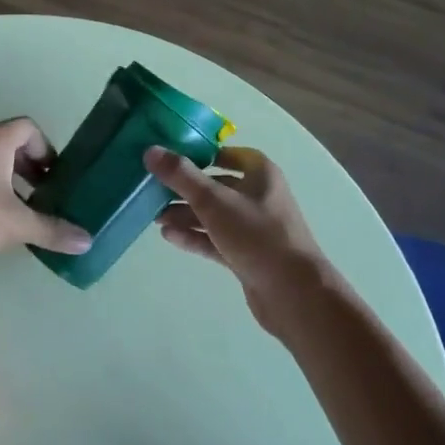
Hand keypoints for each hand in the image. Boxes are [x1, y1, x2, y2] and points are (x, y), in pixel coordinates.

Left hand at [0, 119, 90, 271]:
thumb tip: (87, 241)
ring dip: (7, 178)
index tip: (55, 176)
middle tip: (43, 194)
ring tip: (19, 209)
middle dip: (29, 167)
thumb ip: (52, 230)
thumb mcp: (17, 225)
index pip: (28, 128)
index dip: (46, 149)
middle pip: (8, 142)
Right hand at [146, 145, 331, 331]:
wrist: (293, 294)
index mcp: (261, 174)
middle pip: (217, 185)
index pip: (228, 154)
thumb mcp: (215, 201)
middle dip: (185, 189)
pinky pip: (216, 239)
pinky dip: (195, 236)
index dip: (201, 153)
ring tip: (154, 217)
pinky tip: (168, 236)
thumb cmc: (257, 235)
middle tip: (154, 191)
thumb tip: (150, 150)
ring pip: (214, 215)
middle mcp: (259, 196)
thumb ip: (181, 176)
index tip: (170, 157)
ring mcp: (254, 228)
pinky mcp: (247, 255)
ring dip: (186, 214)